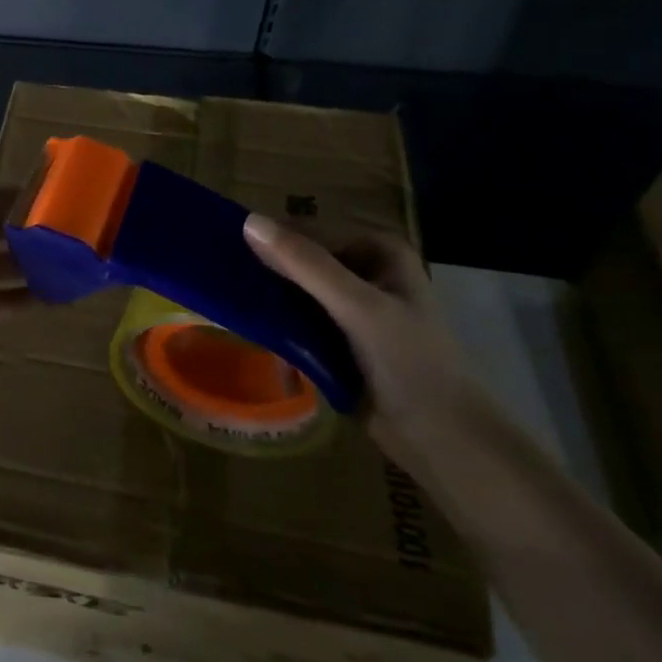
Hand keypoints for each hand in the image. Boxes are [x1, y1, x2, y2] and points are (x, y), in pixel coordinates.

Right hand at [242, 216, 486, 454]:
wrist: (442, 438)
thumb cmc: (410, 362)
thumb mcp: (358, 306)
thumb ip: (305, 264)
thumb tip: (249, 222)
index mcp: (378, 250)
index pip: (309, 232)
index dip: (270, 242)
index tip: (223, 255)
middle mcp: (364, 271)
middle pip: (301, 261)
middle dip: (265, 272)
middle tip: (219, 281)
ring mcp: (351, 307)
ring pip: (295, 291)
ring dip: (266, 299)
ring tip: (223, 303)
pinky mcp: (338, 339)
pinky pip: (297, 320)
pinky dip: (276, 324)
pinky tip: (247, 329)